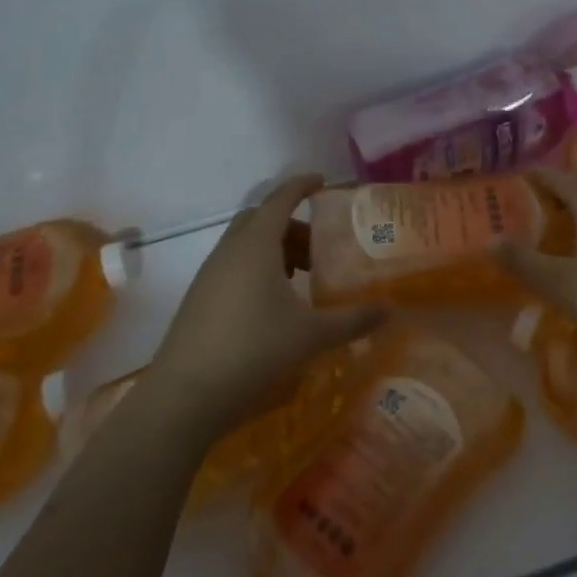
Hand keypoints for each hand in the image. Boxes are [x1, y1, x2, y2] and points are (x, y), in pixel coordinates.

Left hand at [150, 174, 383, 440]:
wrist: (185, 395)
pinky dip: (256, 269)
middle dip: (292, 224)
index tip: (322, 181)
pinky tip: (273, 304)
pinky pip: (232, 266)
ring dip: (274, 249)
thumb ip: (352, 320)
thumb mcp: (311, 336)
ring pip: (244, 244)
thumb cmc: (253, 351)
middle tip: (320, 246)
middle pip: (261, 219)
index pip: (280, 199)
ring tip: (301, 278)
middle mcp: (229, 251)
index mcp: (255, 245)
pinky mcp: (199, 298)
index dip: (302, 185)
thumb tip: (391, 310)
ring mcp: (209, 274)